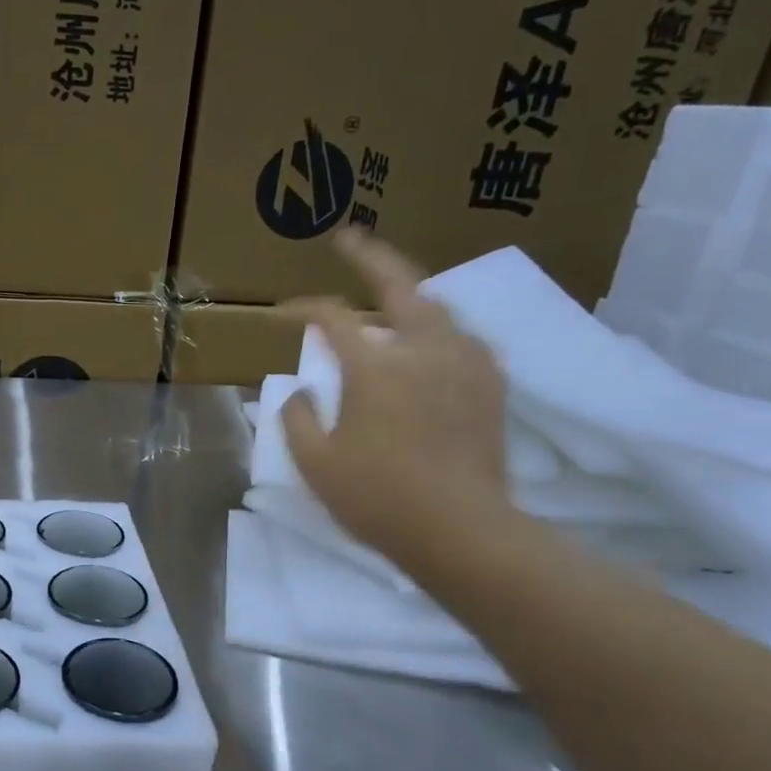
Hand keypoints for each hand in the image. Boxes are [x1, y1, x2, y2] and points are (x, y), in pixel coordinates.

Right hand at [281, 231, 510, 561]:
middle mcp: (425, 350)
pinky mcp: (490, 385)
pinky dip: (438, 327)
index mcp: (376, 368)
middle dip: (370, 256)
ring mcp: (465, 364)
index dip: (302, 309)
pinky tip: (429, 341)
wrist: (462, 532)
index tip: (280, 313)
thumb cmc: (378, 498)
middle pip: (399, 285)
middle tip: (348, 238)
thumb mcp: (316, 463)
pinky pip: (462, 337)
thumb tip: (302, 390)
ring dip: (408, 294)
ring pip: (437, 308)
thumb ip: (298, 417)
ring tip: (389, 294)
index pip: (332, 319)